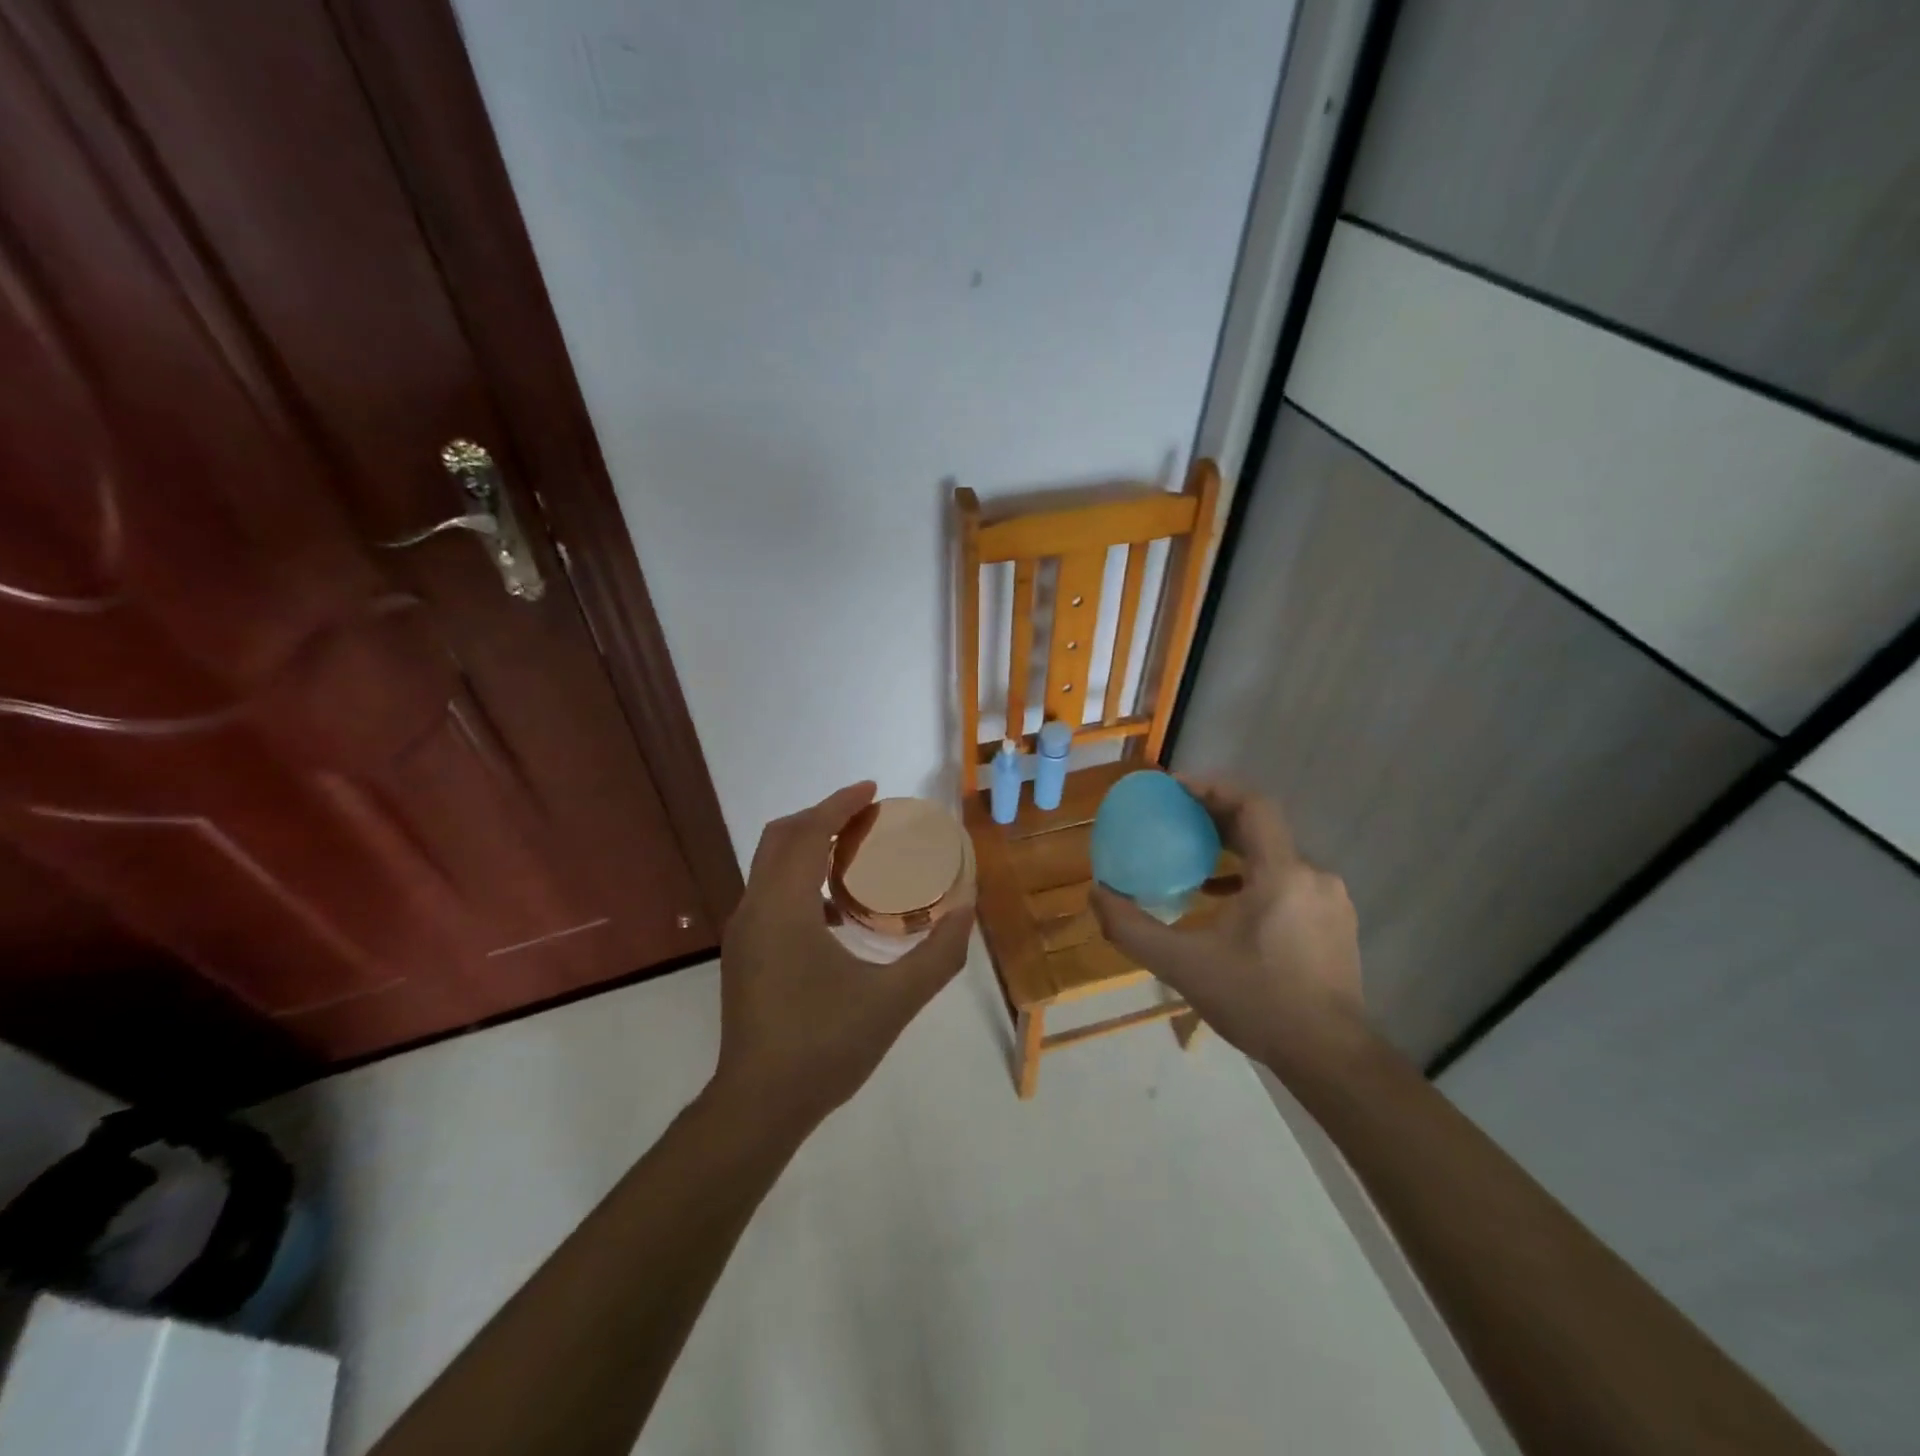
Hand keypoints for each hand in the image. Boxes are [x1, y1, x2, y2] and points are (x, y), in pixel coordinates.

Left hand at [713, 781, 972, 1130]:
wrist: (759, 1106)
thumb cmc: (826, 1046)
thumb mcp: (895, 1000)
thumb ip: (939, 953)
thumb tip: (967, 908)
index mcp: (784, 908)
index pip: (807, 833)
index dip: (839, 805)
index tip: (872, 790)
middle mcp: (755, 909)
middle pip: (782, 838)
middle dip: (822, 817)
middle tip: (867, 818)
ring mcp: (743, 933)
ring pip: (771, 866)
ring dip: (809, 848)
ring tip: (856, 856)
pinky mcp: (743, 954)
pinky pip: (770, 893)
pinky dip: (800, 880)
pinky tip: (837, 912)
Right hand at [1090, 775, 1368, 1074]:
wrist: (1331, 1058)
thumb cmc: (1258, 1003)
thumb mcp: (1184, 966)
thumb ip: (1133, 929)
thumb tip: (1096, 895)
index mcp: (1281, 873)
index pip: (1252, 805)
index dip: (1213, 786)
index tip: (1174, 788)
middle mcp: (1312, 875)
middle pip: (1261, 826)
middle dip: (1215, 816)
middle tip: (1173, 818)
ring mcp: (1329, 899)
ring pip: (1275, 854)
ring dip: (1234, 848)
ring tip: (1192, 858)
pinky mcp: (1334, 923)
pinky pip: (1288, 880)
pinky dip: (1253, 877)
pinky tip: (1224, 902)